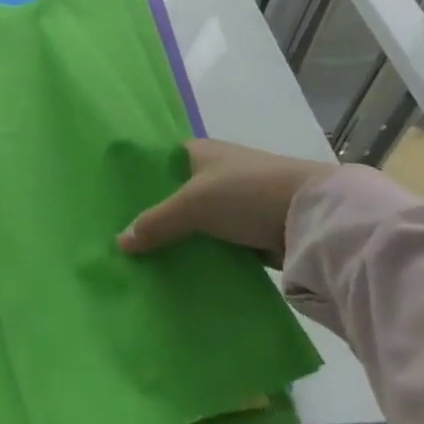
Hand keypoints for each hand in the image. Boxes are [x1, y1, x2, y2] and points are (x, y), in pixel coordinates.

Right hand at [118, 139, 336, 265]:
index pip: (157, 163)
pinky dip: (201, 256)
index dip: (136, 181)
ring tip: (143, 262)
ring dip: (178, 239)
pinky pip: (216, 244)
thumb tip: (119, 243)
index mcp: (199, 151)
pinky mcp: (251, 230)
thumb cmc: (246, 192)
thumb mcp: (193, 204)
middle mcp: (215, 172)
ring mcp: (235, 202)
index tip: (111, 204)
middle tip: (122, 241)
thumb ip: (156, 222)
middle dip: (153, 217)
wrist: (313, 217)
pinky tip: (178, 272)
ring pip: (195, 223)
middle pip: (174, 195)